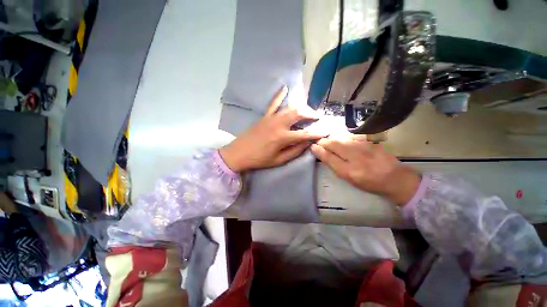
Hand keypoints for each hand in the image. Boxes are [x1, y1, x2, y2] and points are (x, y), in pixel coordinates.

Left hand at [219, 86, 325, 171]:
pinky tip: (285, 88)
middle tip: (317, 117)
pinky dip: (279, 95)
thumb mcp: (279, 160)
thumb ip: (294, 151)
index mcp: (282, 137)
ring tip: (307, 110)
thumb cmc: (259, 159)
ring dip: (300, 107)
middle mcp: (278, 124)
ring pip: (289, 107)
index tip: (325, 132)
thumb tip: (307, 143)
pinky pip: (273, 103)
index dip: (316, 133)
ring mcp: (270, 118)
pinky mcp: (264, 116)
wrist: (239, 153)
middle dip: (310, 114)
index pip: (304, 134)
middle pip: (298, 114)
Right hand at [311, 136, 420, 205]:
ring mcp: (363, 147)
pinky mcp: (369, 141)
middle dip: (323, 141)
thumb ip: (335, 166)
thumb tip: (322, 154)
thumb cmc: (369, 183)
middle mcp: (355, 157)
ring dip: (331, 138)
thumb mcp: (349, 179)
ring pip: (340, 137)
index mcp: (349, 171)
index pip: (328, 156)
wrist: (395, 178)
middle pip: (333, 143)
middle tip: (319, 142)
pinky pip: (350, 136)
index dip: (318, 150)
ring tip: (328, 141)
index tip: (312, 146)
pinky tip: (341, 140)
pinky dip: (342, 137)